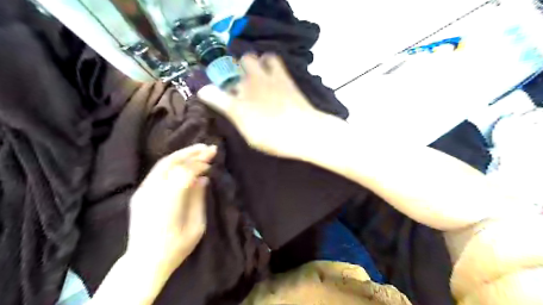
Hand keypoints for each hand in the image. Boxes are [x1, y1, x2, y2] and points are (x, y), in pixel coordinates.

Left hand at [128, 145, 216, 275]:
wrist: (145, 262)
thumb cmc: (176, 247)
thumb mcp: (197, 224)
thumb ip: (198, 198)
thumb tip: (203, 178)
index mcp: (169, 199)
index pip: (186, 170)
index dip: (200, 161)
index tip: (213, 156)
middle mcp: (153, 191)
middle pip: (171, 162)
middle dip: (191, 152)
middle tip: (207, 147)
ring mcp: (143, 191)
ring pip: (162, 164)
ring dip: (181, 155)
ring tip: (197, 151)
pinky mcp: (140, 194)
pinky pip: (158, 172)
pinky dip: (173, 164)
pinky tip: (184, 164)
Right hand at [197, 54, 328, 157]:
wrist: (304, 131)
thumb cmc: (274, 138)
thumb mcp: (249, 134)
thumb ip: (233, 116)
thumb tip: (218, 102)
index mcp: (237, 105)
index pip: (213, 93)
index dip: (208, 93)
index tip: (207, 95)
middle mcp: (246, 87)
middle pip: (228, 69)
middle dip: (230, 74)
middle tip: (237, 85)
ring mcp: (264, 78)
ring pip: (248, 58)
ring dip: (247, 65)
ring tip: (253, 75)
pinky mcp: (282, 76)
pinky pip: (271, 58)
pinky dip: (267, 61)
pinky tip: (269, 70)